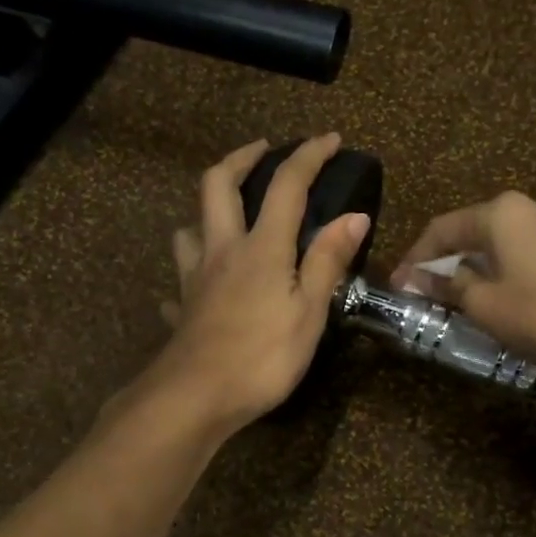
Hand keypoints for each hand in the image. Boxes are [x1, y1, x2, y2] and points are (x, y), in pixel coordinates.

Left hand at [141, 134, 369, 436]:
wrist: (196, 397)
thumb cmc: (262, 357)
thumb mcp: (309, 312)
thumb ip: (327, 261)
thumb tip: (354, 215)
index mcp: (261, 247)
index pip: (286, 185)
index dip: (308, 156)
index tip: (329, 139)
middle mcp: (222, 250)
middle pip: (218, 185)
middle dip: (241, 158)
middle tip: (262, 150)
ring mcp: (195, 278)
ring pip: (189, 228)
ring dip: (206, 212)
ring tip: (227, 217)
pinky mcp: (182, 308)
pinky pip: (181, 282)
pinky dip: (191, 276)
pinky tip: (199, 289)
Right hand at [390, 192, 535, 384]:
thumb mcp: (484, 304)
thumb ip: (450, 286)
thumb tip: (423, 279)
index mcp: (502, 212)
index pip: (441, 229)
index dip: (414, 259)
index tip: (398, 286)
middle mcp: (530, 206)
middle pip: (472, 231)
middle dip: (443, 261)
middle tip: (423, 291)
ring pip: (500, 242)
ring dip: (474, 266)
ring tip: (457, 296)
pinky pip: (525, 252)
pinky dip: (502, 269)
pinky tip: (497, 293)